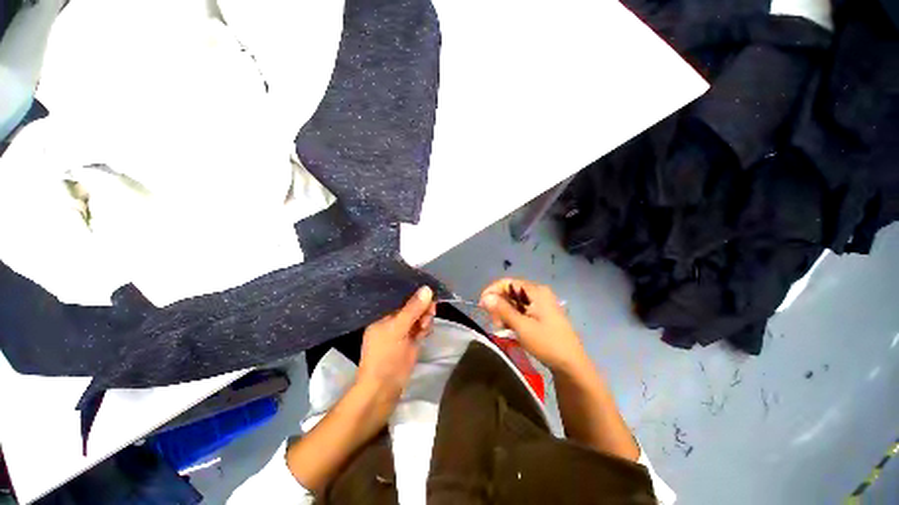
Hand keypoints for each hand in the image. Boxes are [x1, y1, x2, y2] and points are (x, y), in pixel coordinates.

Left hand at [356, 286, 436, 400]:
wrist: (383, 389)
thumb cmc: (385, 356)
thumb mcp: (398, 329)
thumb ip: (412, 309)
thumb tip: (427, 288)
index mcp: (383, 315)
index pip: (401, 297)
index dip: (415, 295)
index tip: (428, 295)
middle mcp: (392, 321)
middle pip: (412, 307)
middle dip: (422, 308)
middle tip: (430, 313)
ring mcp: (402, 331)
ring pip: (418, 317)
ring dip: (425, 318)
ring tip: (425, 327)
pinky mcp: (410, 341)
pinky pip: (421, 328)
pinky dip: (425, 328)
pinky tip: (425, 333)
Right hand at [480, 278, 586, 372]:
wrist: (572, 365)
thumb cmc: (547, 343)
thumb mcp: (522, 326)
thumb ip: (502, 310)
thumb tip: (485, 297)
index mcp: (536, 291)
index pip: (508, 282)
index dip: (493, 291)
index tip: (482, 304)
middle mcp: (539, 293)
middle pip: (512, 291)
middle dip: (499, 304)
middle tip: (494, 321)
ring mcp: (542, 304)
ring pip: (516, 301)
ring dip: (505, 312)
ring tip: (501, 327)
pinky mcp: (542, 314)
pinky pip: (522, 309)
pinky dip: (513, 317)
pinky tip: (510, 328)